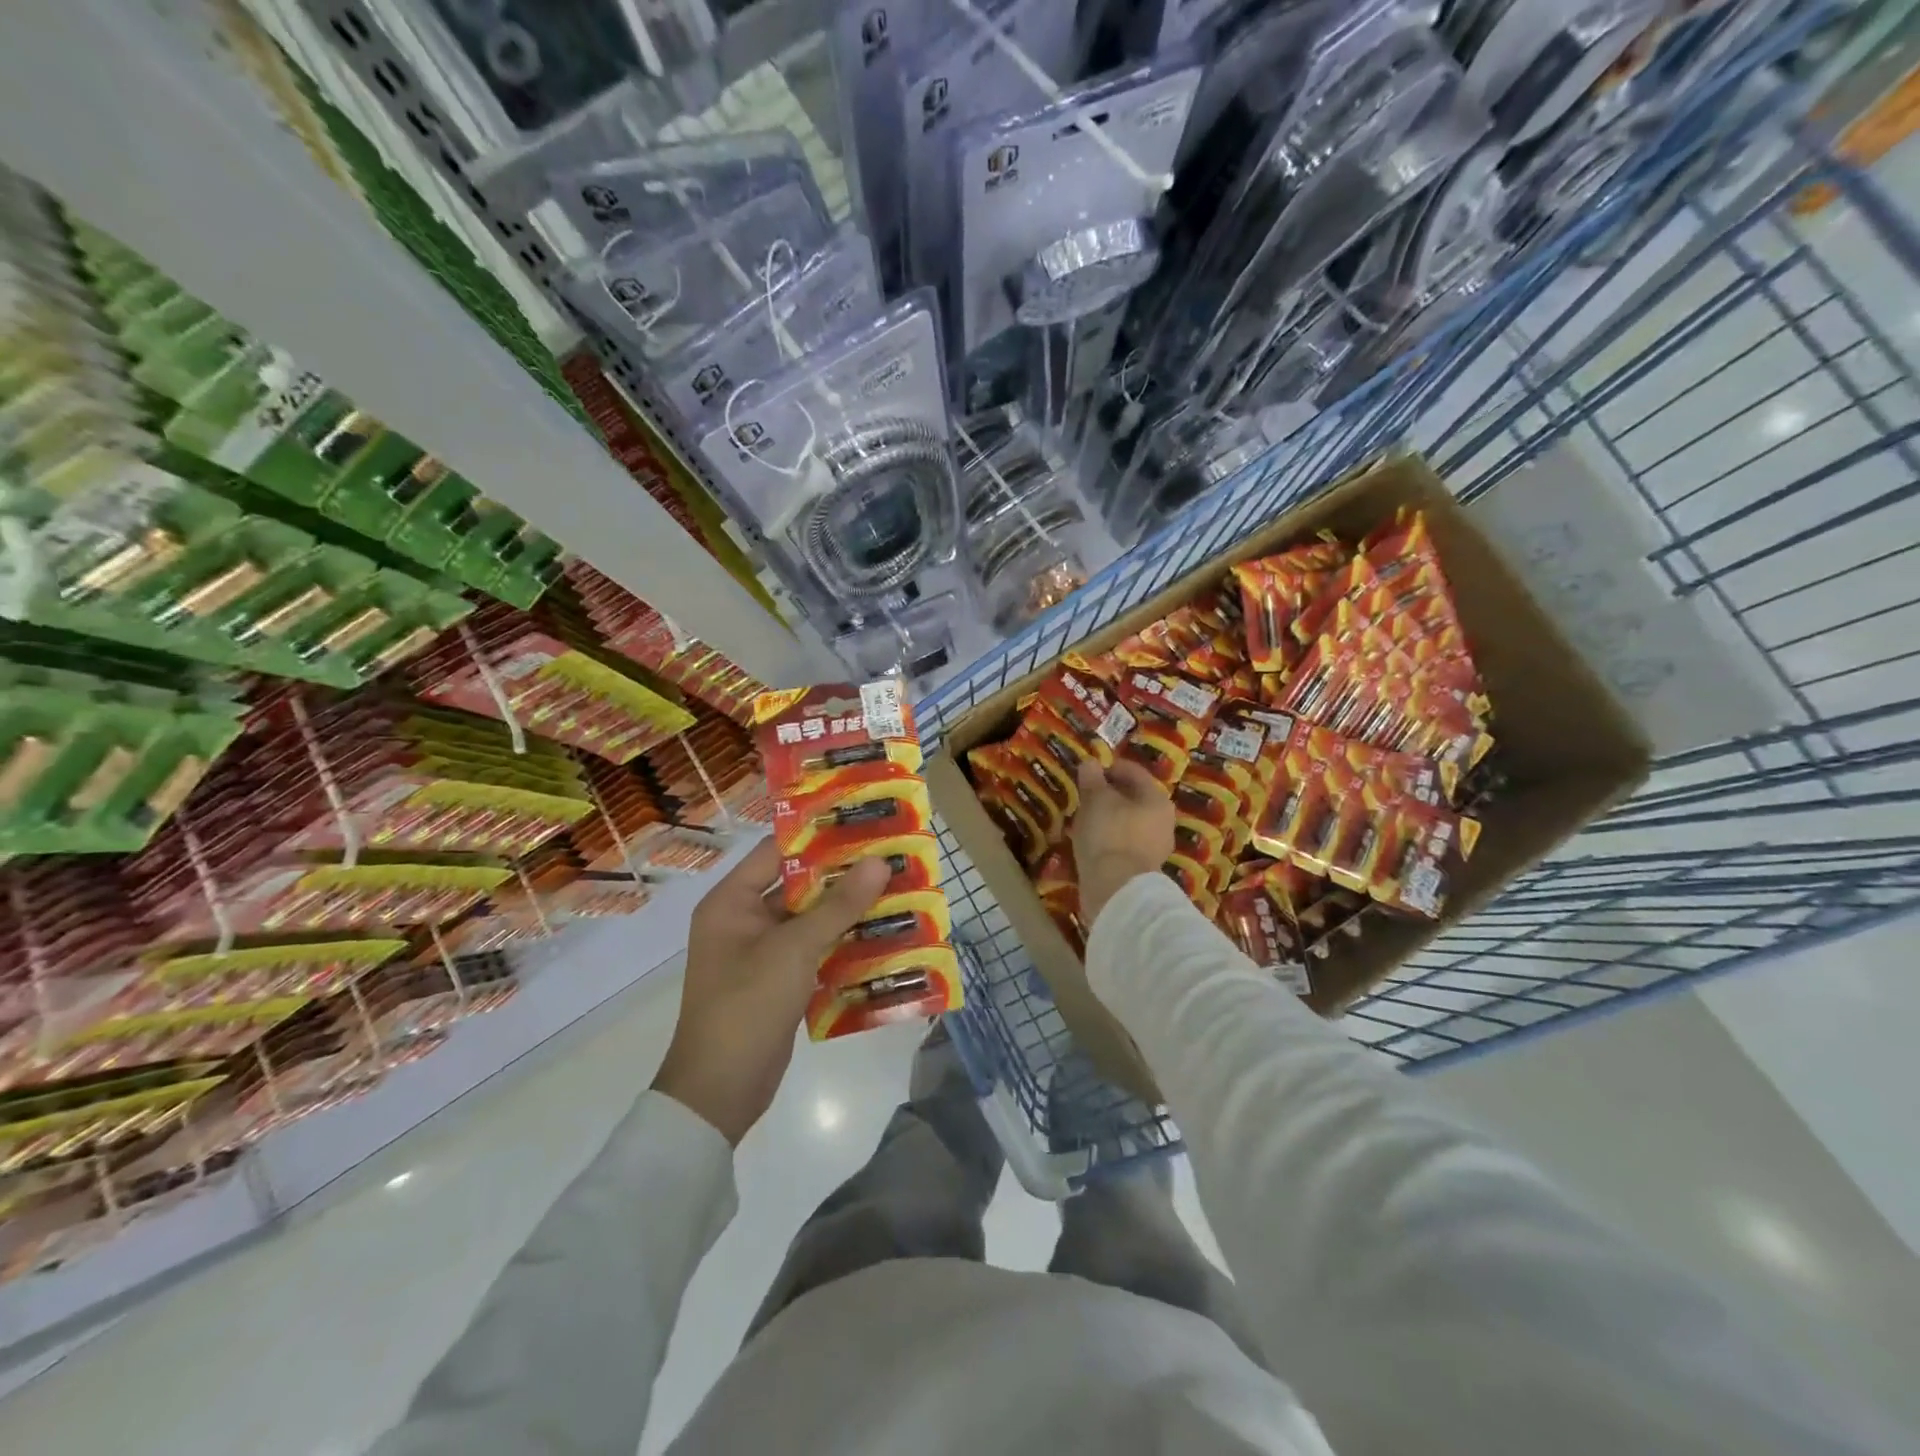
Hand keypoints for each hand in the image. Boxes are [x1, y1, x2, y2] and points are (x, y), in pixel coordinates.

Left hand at [653, 838, 889, 1144]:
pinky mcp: (779, 980)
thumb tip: (879, 861)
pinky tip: (882, 936)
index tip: (862, 822)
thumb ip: (838, 905)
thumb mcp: (794, 949)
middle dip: (843, 875)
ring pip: (810, 919)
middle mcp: (743, 920)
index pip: (777, 852)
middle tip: (890, 858)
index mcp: (731, 901)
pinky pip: (814, 950)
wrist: (720, 1092)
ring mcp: (761, 952)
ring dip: (848, 910)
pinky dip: (843, 943)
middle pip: (798, 885)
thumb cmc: (747, 1005)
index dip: (818, 835)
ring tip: (896, 891)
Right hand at [1073, 760, 1174, 926]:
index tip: (1087, 771)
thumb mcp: (1095, 800)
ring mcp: (1155, 847)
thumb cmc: (1109, 834)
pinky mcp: (1142, 869)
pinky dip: (1109, 839)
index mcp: (1156, 798)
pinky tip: (1091, 842)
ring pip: (1128, 822)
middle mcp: (1163, 821)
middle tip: (1084, 795)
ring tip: (1083, 819)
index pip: (1133, 772)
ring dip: (1108, 818)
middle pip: (1133, 798)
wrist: (1116, 888)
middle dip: (1109, 795)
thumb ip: (1092, 779)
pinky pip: (1123, 844)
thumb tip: (1090, 762)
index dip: (1109, 767)